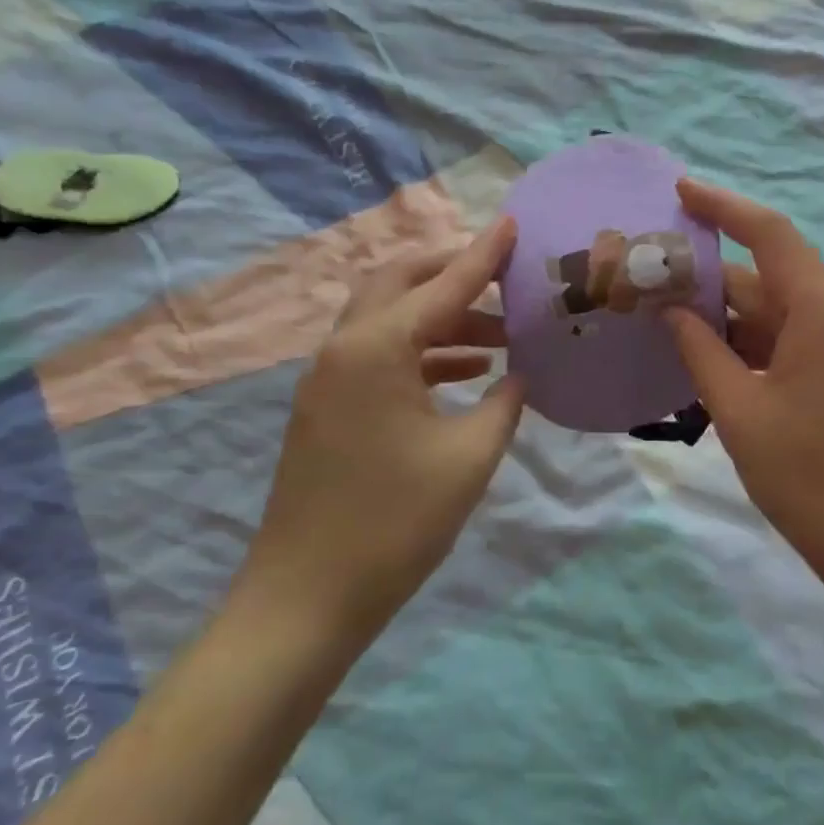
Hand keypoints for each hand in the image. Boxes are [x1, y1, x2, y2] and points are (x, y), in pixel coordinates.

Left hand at [233, 218, 526, 653]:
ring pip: (390, 319)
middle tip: (503, 274)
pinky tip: (466, 372)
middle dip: (452, 271)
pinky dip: (423, 351)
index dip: (484, 254)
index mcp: (378, 349)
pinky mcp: (329, 407)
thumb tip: (519, 375)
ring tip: (500, 334)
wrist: (304, 601)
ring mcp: (330, 379)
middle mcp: (346, 349)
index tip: (514, 223)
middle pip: (400, 282)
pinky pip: (381, 355)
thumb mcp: (469, 457)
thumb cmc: (395, 524)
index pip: (444, 285)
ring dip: (442, 316)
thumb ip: (503, 403)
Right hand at [664, 181, 823, 594]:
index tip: (681, 191)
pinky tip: (715, 355)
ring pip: (784, 310)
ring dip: (732, 315)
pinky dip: (758, 340)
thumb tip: (671, 310)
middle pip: (773, 277)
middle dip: (714, 279)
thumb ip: (701, 350)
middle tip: (655, 281)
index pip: (771, 235)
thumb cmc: (806, 480)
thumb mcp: (739, 411)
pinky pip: (800, 337)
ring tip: (672, 321)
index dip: (724, 207)